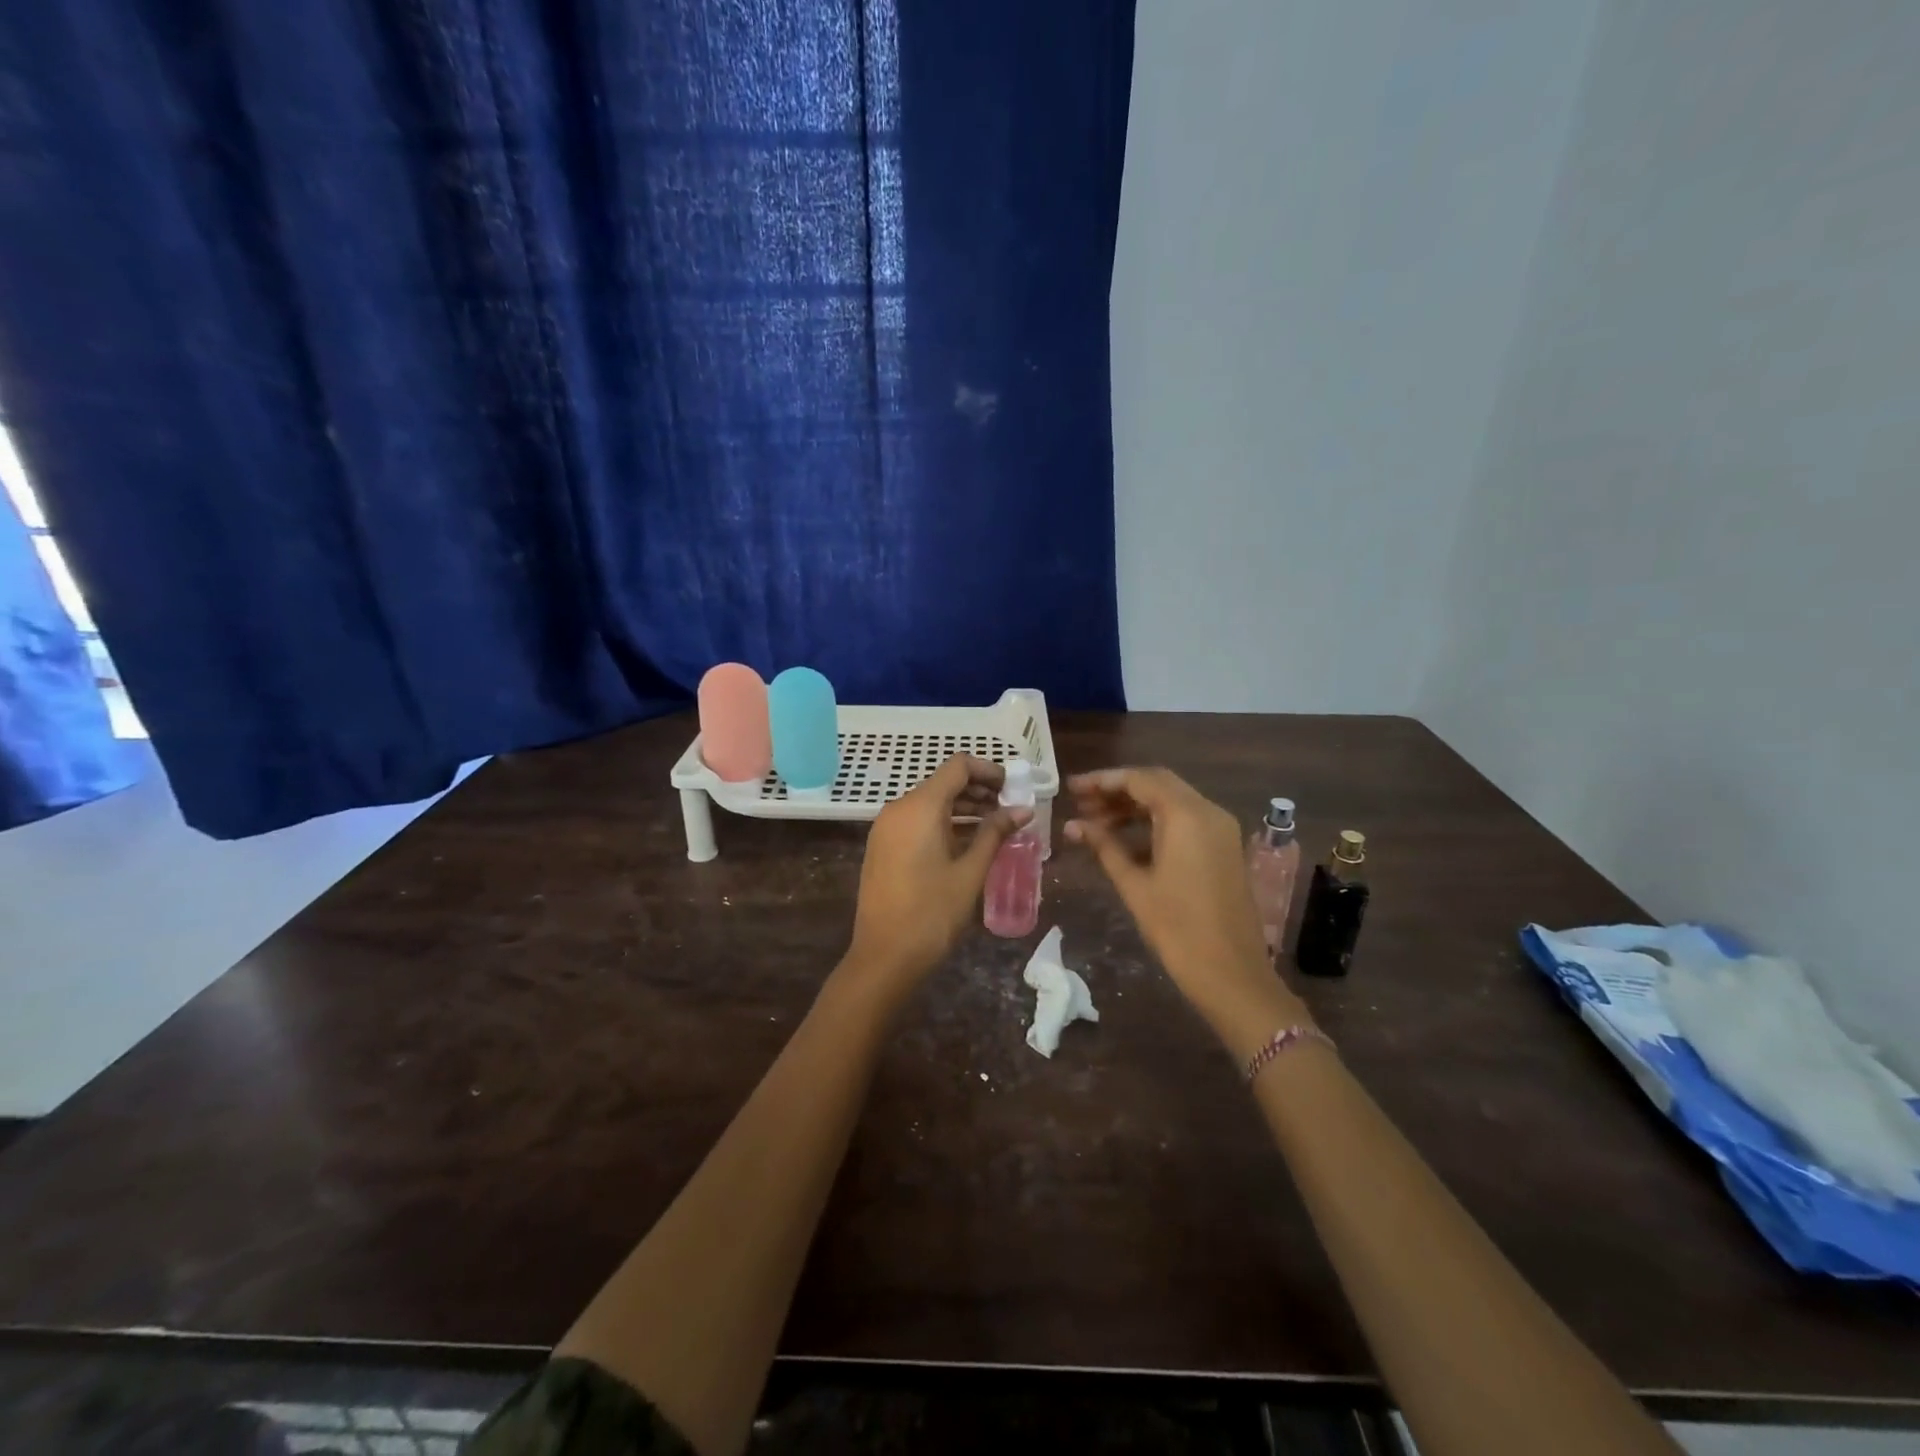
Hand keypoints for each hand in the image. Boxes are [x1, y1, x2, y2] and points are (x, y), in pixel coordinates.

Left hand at [847, 755, 1029, 987]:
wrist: (884, 957)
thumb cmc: (932, 913)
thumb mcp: (970, 872)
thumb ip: (995, 833)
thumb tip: (1023, 810)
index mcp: (919, 807)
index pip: (958, 766)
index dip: (989, 770)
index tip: (1014, 787)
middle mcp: (898, 808)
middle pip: (943, 782)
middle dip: (979, 790)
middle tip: (1010, 809)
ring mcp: (886, 828)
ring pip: (930, 803)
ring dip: (963, 808)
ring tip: (995, 826)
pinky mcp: (882, 847)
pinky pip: (916, 821)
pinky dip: (943, 822)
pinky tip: (967, 842)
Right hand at [1065, 767, 1308, 1051]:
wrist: (1232, 975)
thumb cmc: (1177, 929)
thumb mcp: (1134, 885)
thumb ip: (1104, 847)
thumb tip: (1073, 826)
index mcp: (1187, 815)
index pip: (1139, 780)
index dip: (1102, 781)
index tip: (1072, 789)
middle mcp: (1208, 812)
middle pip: (1157, 785)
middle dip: (1117, 792)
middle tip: (1081, 804)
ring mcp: (1220, 830)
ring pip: (1171, 803)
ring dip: (1134, 808)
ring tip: (1095, 824)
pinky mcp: (1224, 849)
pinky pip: (1185, 822)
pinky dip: (1154, 825)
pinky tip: (1125, 843)